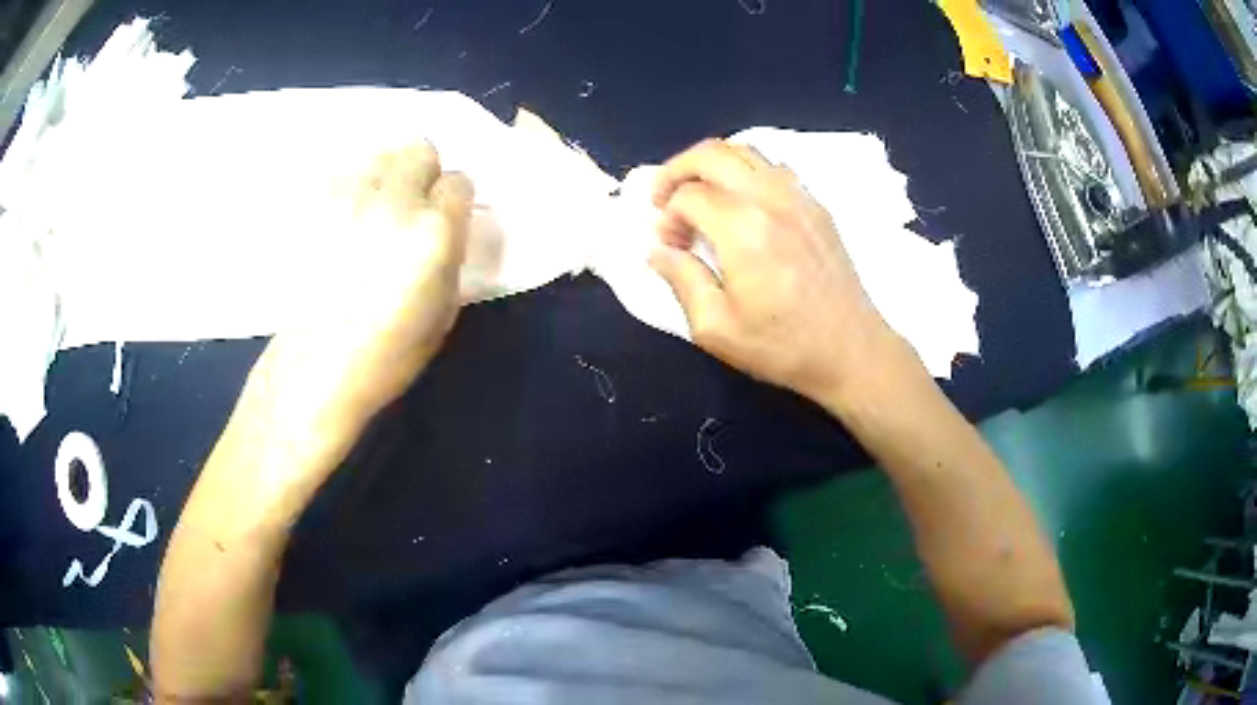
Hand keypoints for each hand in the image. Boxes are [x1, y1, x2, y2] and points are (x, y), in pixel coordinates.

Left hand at [240, 143, 473, 462]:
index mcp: (433, 232)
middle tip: (412, 206)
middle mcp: (393, 201)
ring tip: (373, 210)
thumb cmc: (387, 355)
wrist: (316, 369)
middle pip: (419, 148)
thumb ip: (452, 255)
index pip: (460, 181)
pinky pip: (342, 173)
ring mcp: (348, 198)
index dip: (455, 201)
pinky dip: (349, 187)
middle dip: (423, 172)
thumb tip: (447, 226)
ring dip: (386, 175)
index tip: (446, 220)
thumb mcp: (444, 311)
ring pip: (379, 153)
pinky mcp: (314, 205)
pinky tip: (342, 219)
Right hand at [649, 139, 902, 405]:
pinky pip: (773, 166)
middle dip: (676, 170)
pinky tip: (740, 202)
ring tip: (698, 194)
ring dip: (710, 164)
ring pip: (744, 151)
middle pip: (711, 153)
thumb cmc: (783, 346)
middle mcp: (769, 198)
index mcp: (742, 228)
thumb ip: (680, 280)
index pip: (687, 196)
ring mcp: (798, 196)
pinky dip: (745, 170)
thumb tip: (657, 251)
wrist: (851, 351)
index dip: (667, 218)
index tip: (669, 247)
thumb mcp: (716, 328)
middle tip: (664, 199)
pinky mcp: (816, 205)